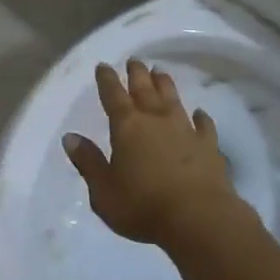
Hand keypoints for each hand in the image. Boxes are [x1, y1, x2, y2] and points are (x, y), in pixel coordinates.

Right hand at [62, 59, 241, 246]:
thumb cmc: (143, 206)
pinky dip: (202, 118)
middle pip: (144, 90)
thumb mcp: (103, 191)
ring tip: (160, 72)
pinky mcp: (209, 147)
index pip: (113, 95)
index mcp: (127, 127)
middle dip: (137, 74)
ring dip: (165, 85)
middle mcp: (155, 120)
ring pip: (173, 100)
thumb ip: (88, 162)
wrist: (198, 219)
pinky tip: (200, 113)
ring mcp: (185, 131)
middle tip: (134, 60)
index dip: (107, 79)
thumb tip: (70, 137)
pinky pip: (204, 126)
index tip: (103, 65)